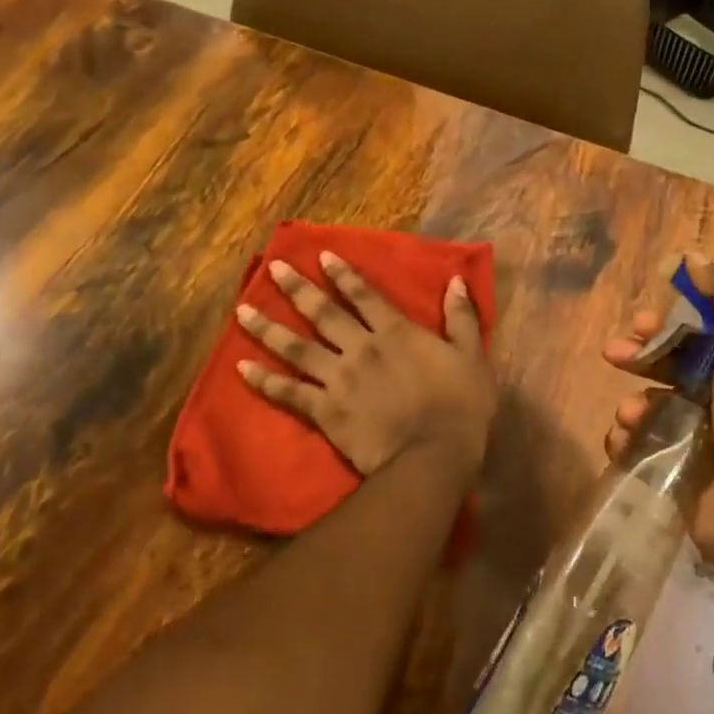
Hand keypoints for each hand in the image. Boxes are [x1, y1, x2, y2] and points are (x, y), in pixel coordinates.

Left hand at [236, 252, 496, 480]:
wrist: (433, 457)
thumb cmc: (459, 407)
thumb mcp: (472, 356)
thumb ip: (462, 317)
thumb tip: (456, 281)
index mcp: (394, 332)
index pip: (364, 295)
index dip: (343, 274)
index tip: (320, 256)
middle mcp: (360, 348)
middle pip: (323, 313)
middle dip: (297, 288)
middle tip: (272, 268)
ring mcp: (339, 379)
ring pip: (297, 348)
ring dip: (267, 327)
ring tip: (241, 310)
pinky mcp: (325, 411)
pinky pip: (289, 393)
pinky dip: (264, 381)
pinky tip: (240, 368)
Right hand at [603, 257, 713, 575]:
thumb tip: (696, 256)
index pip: (705, 326)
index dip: (672, 315)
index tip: (646, 316)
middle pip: (673, 360)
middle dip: (641, 352)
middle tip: (617, 352)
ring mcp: (704, 436)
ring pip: (653, 402)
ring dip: (634, 401)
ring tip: (632, 415)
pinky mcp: (681, 472)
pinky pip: (642, 445)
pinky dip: (627, 440)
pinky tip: (625, 440)